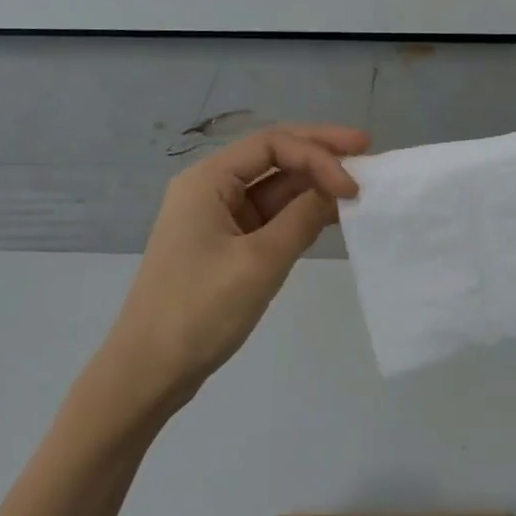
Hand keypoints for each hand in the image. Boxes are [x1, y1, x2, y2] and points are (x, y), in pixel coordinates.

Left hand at [95, 124, 368, 415]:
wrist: (149, 371)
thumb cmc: (200, 311)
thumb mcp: (259, 262)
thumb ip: (303, 219)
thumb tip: (338, 189)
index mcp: (207, 181)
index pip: (272, 144)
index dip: (318, 154)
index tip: (354, 184)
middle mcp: (211, 190)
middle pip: (272, 157)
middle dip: (319, 154)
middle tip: (367, 148)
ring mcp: (217, 218)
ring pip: (273, 188)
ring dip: (313, 185)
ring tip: (358, 187)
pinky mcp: (225, 246)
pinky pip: (269, 218)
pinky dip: (300, 215)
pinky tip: (332, 216)